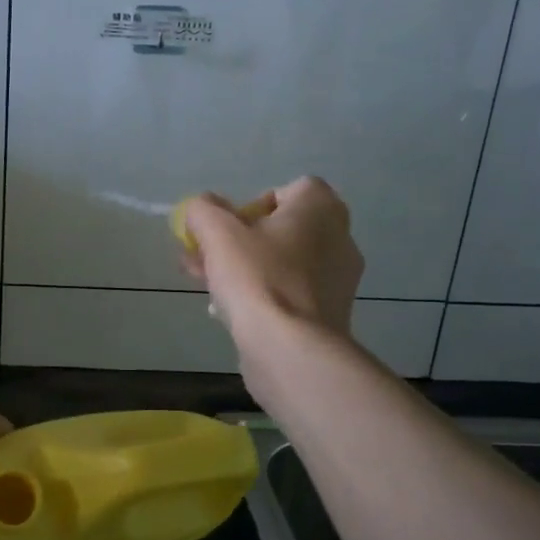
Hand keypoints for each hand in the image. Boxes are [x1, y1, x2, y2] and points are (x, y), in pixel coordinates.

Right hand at [181, 176, 362, 338]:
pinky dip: (262, 295)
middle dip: (238, 241)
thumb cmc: (258, 279)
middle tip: (204, 257)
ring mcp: (338, 279)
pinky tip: (230, 312)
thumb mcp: (217, 233)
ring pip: (281, 262)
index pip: (288, 190)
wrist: (291, 349)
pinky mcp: (329, 313)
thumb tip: (200, 208)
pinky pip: (289, 292)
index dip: (252, 205)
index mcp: (320, 209)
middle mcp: (338, 237)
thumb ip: (203, 210)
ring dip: (244, 268)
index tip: (228, 227)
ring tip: (206, 285)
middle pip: (280, 229)